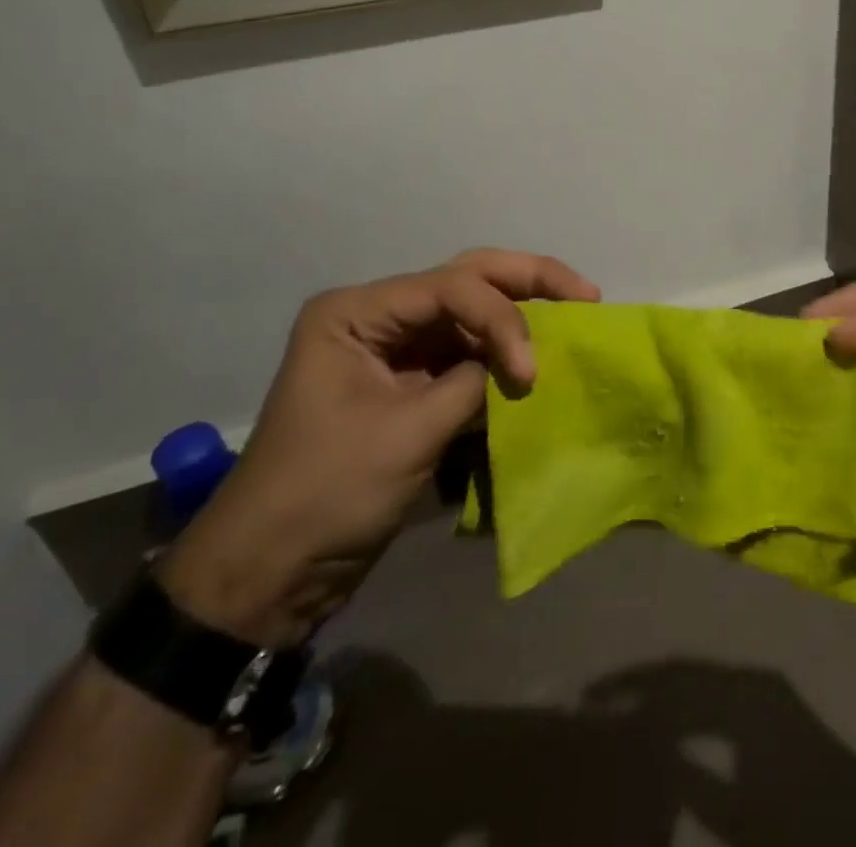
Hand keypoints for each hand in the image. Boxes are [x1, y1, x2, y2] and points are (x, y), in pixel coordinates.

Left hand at [159, 249, 598, 644]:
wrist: (270, 575)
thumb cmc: (326, 494)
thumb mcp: (408, 433)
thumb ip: (475, 383)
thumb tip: (529, 363)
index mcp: (358, 312)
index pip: (451, 287)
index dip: (503, 319)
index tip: (531, 372)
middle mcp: (378, 316)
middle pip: (466, 280)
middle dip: (528, 283)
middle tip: (586, 295)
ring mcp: (395, 349)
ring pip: (472, 314)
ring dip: (521, 318)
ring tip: (575, 316)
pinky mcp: (410, 383)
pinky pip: (467, 355)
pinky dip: (503, 357)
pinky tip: (539, 358)